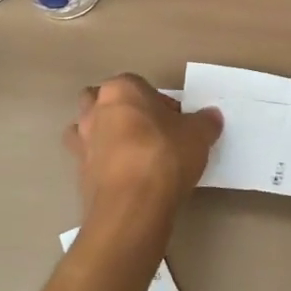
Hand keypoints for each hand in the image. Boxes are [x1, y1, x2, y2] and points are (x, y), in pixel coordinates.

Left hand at [64, 75, 221, 228]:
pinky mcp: (78, 174)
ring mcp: (81, 143)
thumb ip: (205, 121)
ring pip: (88, 130)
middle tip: (148, 132)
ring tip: (132, 155)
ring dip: (104, 137)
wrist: (132, 204)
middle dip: (121, 112)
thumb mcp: (198, 134)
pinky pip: (91, 161)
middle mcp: (95, 110)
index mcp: (121, 89)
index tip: (175, 122)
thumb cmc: (164, 155)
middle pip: (103, 101)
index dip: (159, 103)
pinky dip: (103, 166)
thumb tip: (211, 117)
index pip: (139, 85)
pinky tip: (125, 179)